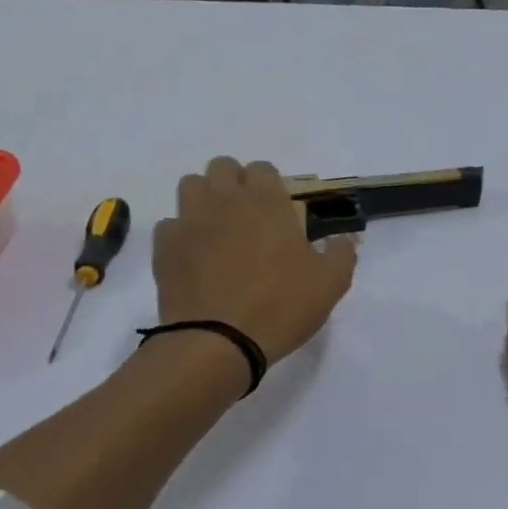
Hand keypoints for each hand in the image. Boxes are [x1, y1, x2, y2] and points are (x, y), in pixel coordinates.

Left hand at [154, 158, 357, 366]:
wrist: (218, 342)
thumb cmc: (282, 306)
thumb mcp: (331, 283)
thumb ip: (341, 253)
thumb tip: (342, 239)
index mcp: (267, 202)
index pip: (263, 169)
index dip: (271, 185)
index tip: (280, 210)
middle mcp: (225, 201)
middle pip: (222, 167)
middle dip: (235, 183)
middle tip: (249, 216)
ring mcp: (189, 221)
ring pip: (192, 186)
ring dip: (206, 198)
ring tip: (219, 228)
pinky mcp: (164, 247)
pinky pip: (171, 224)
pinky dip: (183, 233)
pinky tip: (195, 256)